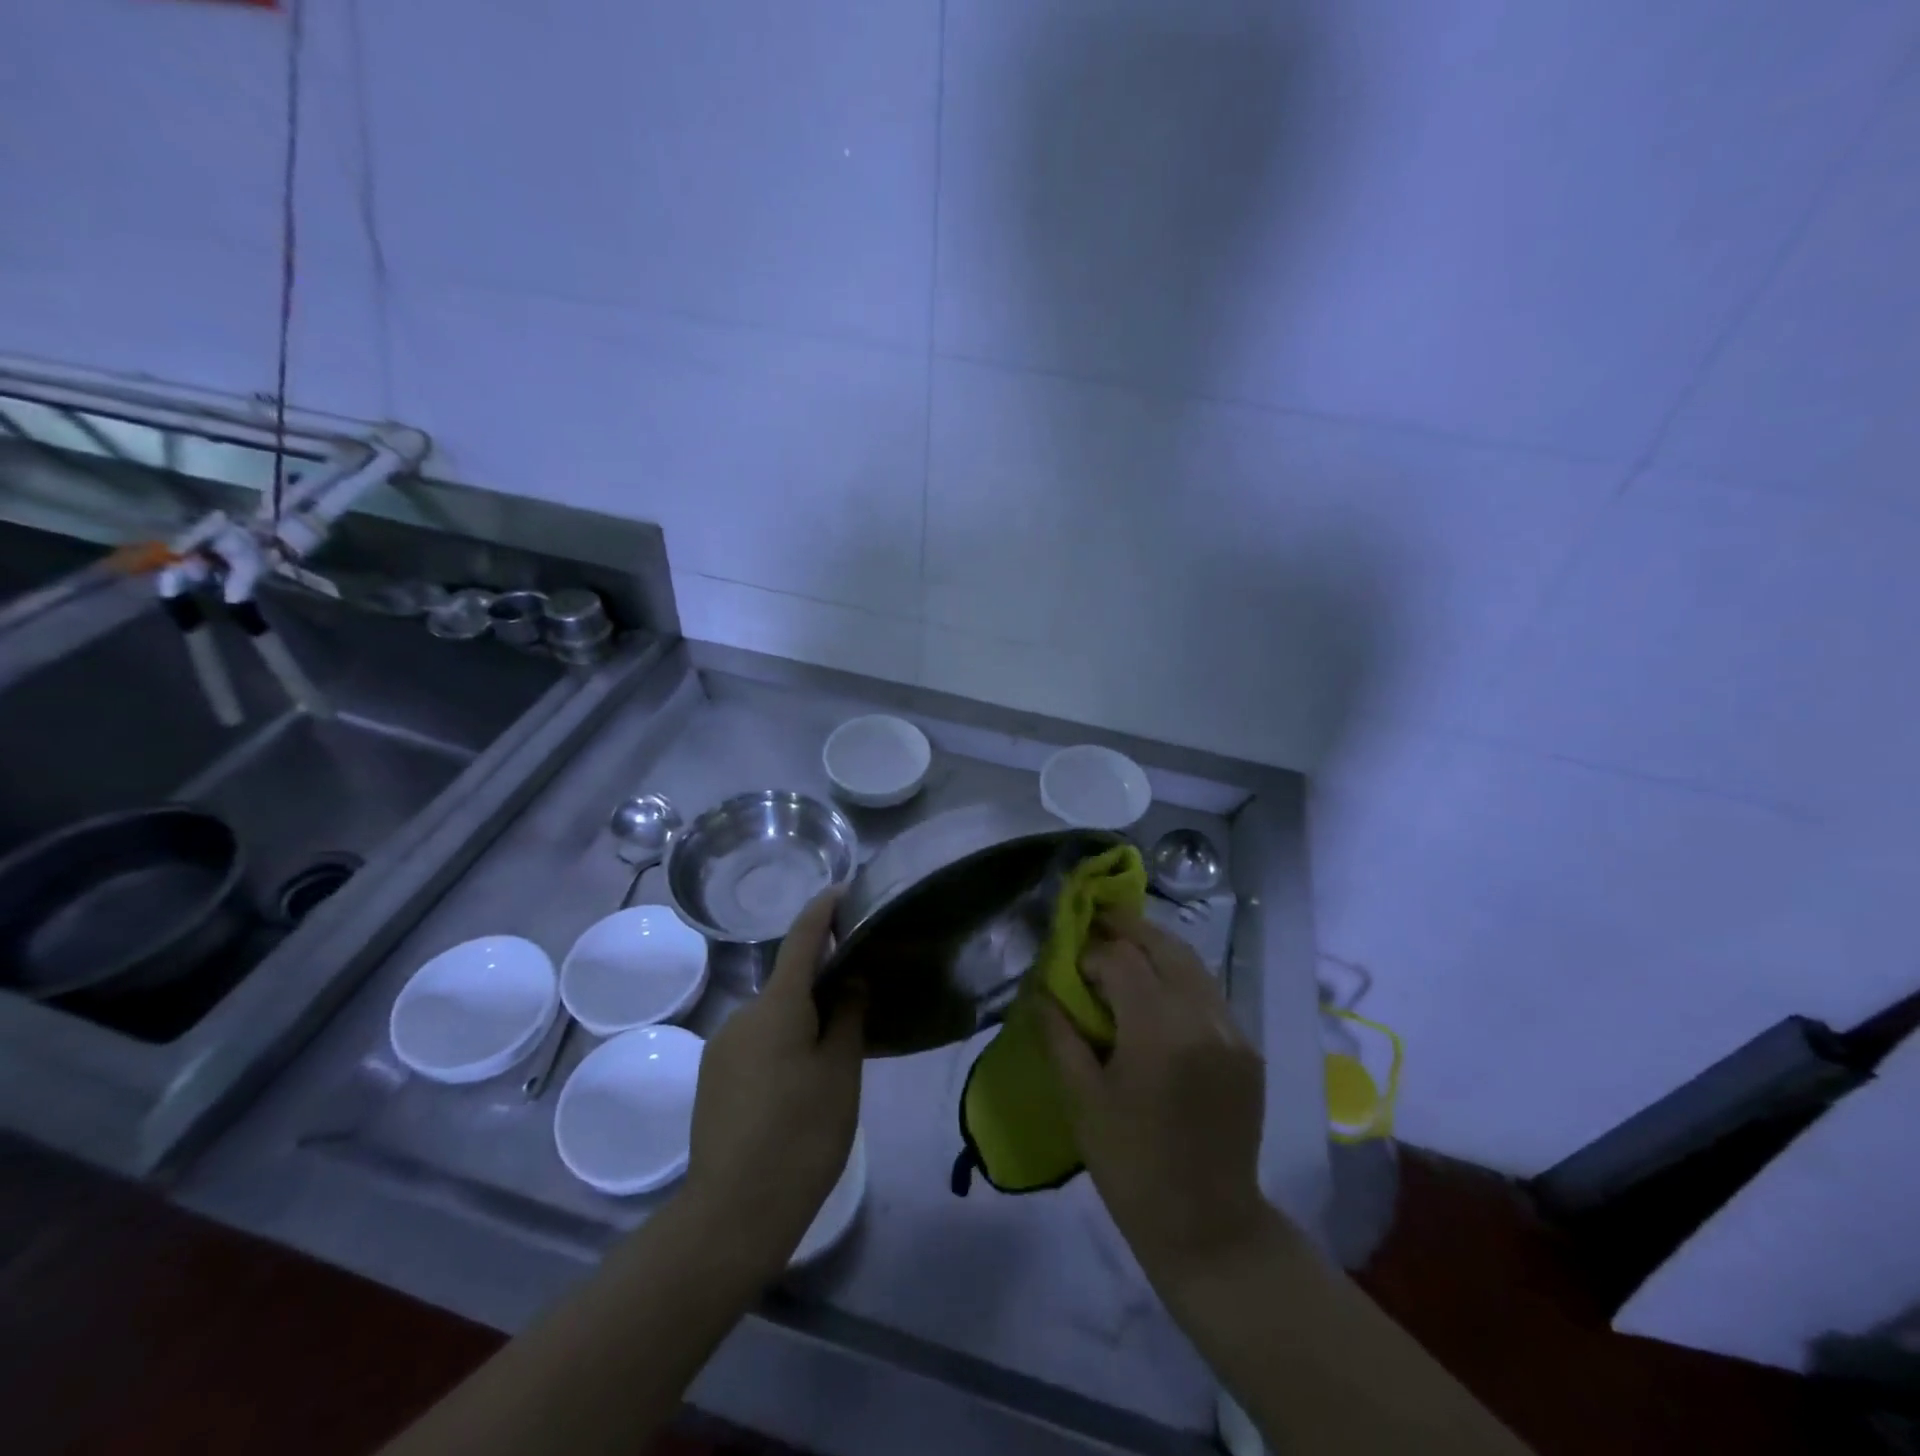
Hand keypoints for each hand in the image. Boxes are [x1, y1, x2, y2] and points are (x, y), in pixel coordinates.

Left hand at [685, 889, 865, 1278]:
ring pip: (773, 1016)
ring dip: (802, 1020)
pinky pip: (756, 1042)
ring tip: (834, 1056)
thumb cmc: (801, 1135)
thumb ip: (849, 1016)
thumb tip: (851, 979)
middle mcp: (741, 1015)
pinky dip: (782, 1044)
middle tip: (861, 1004)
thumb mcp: (841, 1073)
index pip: (802, 938)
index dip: (823, 910)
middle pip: (788, 982)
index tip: (844, 890)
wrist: (732, 1215)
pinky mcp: (712, 1078)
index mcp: (776, 1005)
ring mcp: (721, 1047)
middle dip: (822, 983)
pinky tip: (799, 1085)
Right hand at [1040, 909, 1270, 1288]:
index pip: (1122, 960)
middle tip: (1098, 919)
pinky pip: (1209, 994)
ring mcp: (1233, 1032)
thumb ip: (1060, 1035)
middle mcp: (1203, 1018)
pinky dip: (1180, 978)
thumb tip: (1042, 990)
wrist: (1208, 1226)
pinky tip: (1157, 990)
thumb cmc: (1131, 1165)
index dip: (1091, 953)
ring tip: (1124, 944)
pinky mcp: (1248, 1049)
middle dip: (1128, 928)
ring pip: (1193, 964)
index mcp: (1159, 1031)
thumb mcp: (1082, 1100)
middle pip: (1165, 946)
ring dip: (1157, 947)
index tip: (1070, 964)